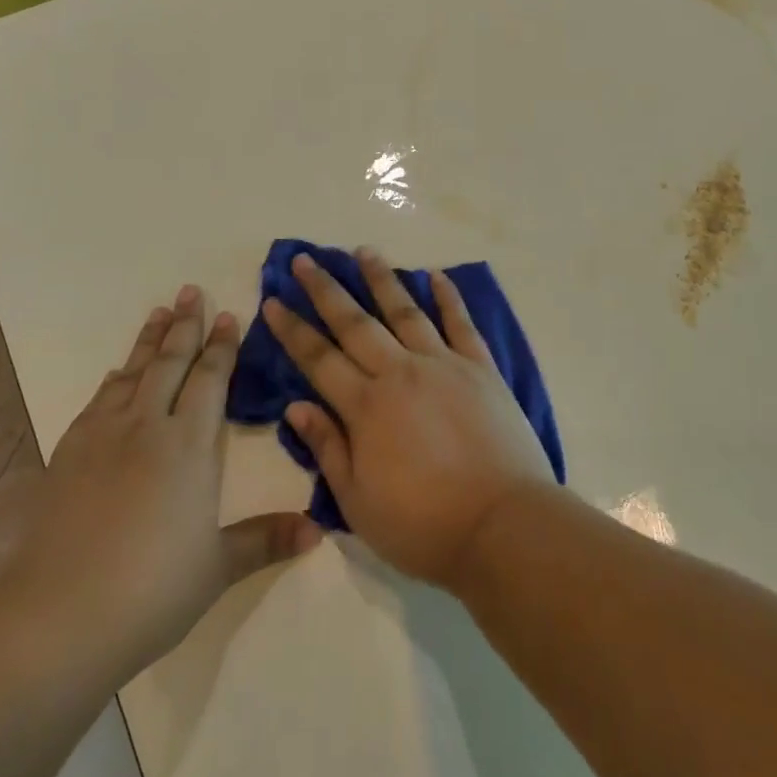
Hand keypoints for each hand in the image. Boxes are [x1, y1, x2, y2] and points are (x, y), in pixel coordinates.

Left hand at [0, 287, 319, 680]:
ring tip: (159, 311)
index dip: (222, 346)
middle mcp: (147, 427)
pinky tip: (117, 374)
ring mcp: (103, 437)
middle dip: (184, 325)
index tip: (229, 315)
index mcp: (188, 445)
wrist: (57, 618)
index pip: (210, 380)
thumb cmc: (151, 591)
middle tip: (191, 291)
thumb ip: (266, 540)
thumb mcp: (217, 568)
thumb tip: (318, 531)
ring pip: (132, 373)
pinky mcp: (68, 455)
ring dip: (149, 341)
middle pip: (170, 363)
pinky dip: (115, 378)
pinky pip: (99, 400)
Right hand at [263, 248, 557, 590]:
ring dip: (381, 279)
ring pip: (405, 311)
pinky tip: (436, 275)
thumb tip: (296, 405)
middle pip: (355, 323)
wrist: (502, 526)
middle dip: (326, 289)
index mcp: (367, 406)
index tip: (273, 299)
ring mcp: (444, 364)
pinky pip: (460, 323)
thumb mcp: (358, 502)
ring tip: (363, 250)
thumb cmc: (424, 525)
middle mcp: (400, 372)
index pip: (319, 358)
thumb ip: (328, 448)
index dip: (293, 329)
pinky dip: (448, 297)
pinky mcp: (481, 368)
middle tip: (306, 259)